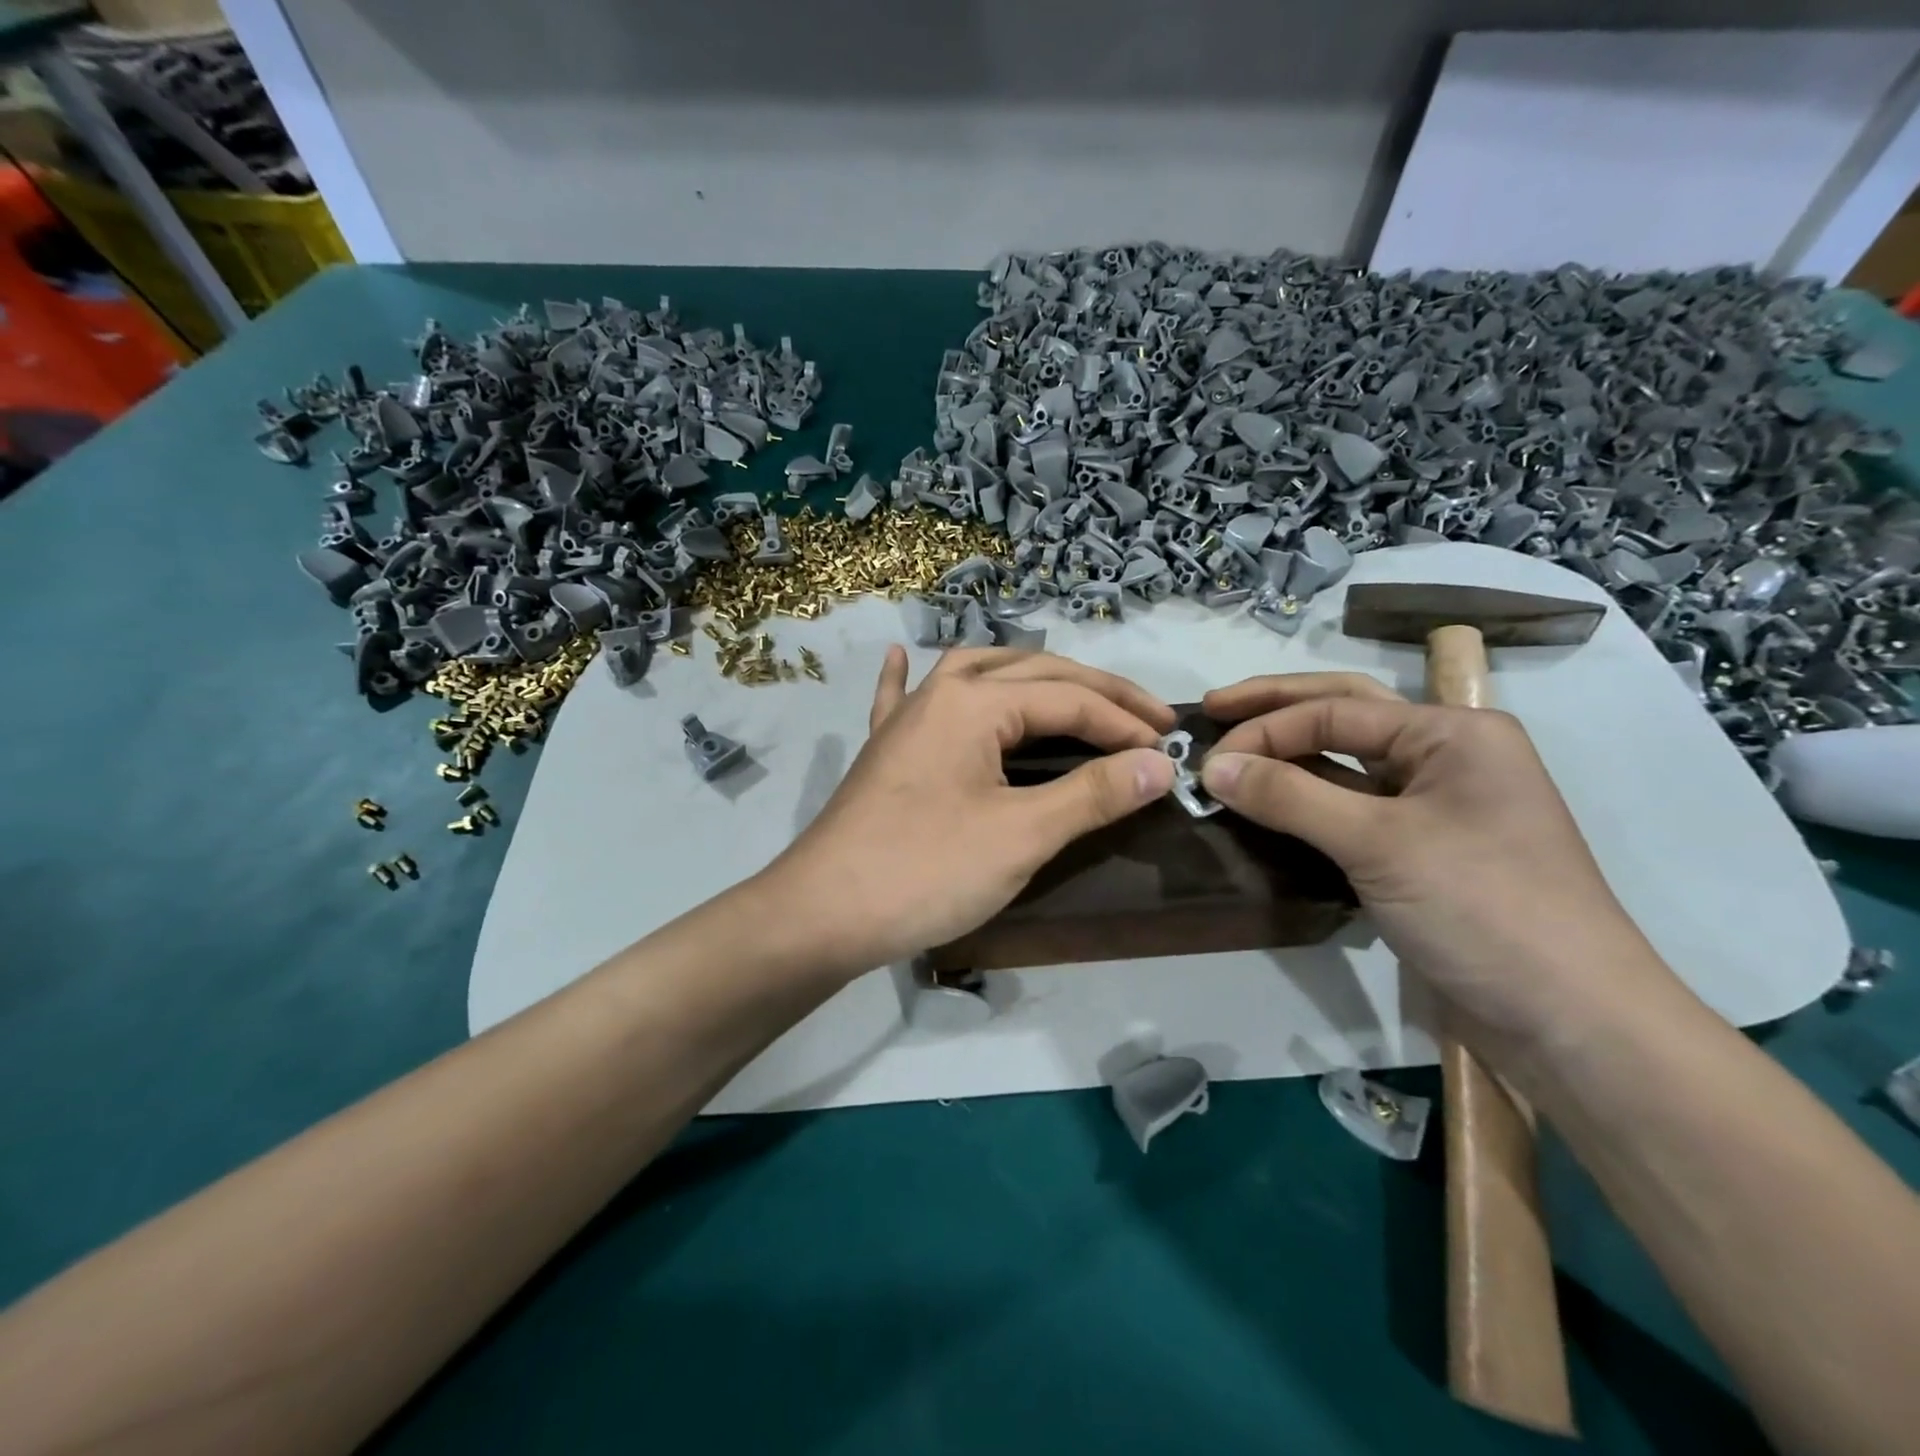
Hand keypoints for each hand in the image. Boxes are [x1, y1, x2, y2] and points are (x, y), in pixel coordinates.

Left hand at [755, 646, 1176, 972]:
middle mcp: (939, 693)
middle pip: (1031, 674)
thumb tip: (1160, 764)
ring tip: (1067, 688)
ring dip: (1026, 675)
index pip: (1069, 700)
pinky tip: (903, 656)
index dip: (1124, 724)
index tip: (1169, 752)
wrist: (823, 913)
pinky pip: (898, 698)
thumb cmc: (926, 872)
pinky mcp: (882, 751)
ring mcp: (904, 719)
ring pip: (973, 673)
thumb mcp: (1022, 835)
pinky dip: (907, 676)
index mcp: (975, 702)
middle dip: (1095, 692)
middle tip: (1148, 716)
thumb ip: (1092, 794)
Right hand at [1198, 674, 1678, 1052]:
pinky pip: (1350, 807)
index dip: (1266, 729)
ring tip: (1230, 752)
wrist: (1569, 1021)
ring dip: (1287, 756)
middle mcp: (1445, 755)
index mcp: (1452, 732)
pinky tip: (1267, 802)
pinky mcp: (1419, 849)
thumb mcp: (1378, 844)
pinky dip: (1305, 800)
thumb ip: (1290, 796)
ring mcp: (1433, 804)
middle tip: (1212, 709)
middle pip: (1343, 714)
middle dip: (1275, 710)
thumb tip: (1210, 766)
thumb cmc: (1482, 908)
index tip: (1207, 761)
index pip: (1336, 710)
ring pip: (1345, 762)